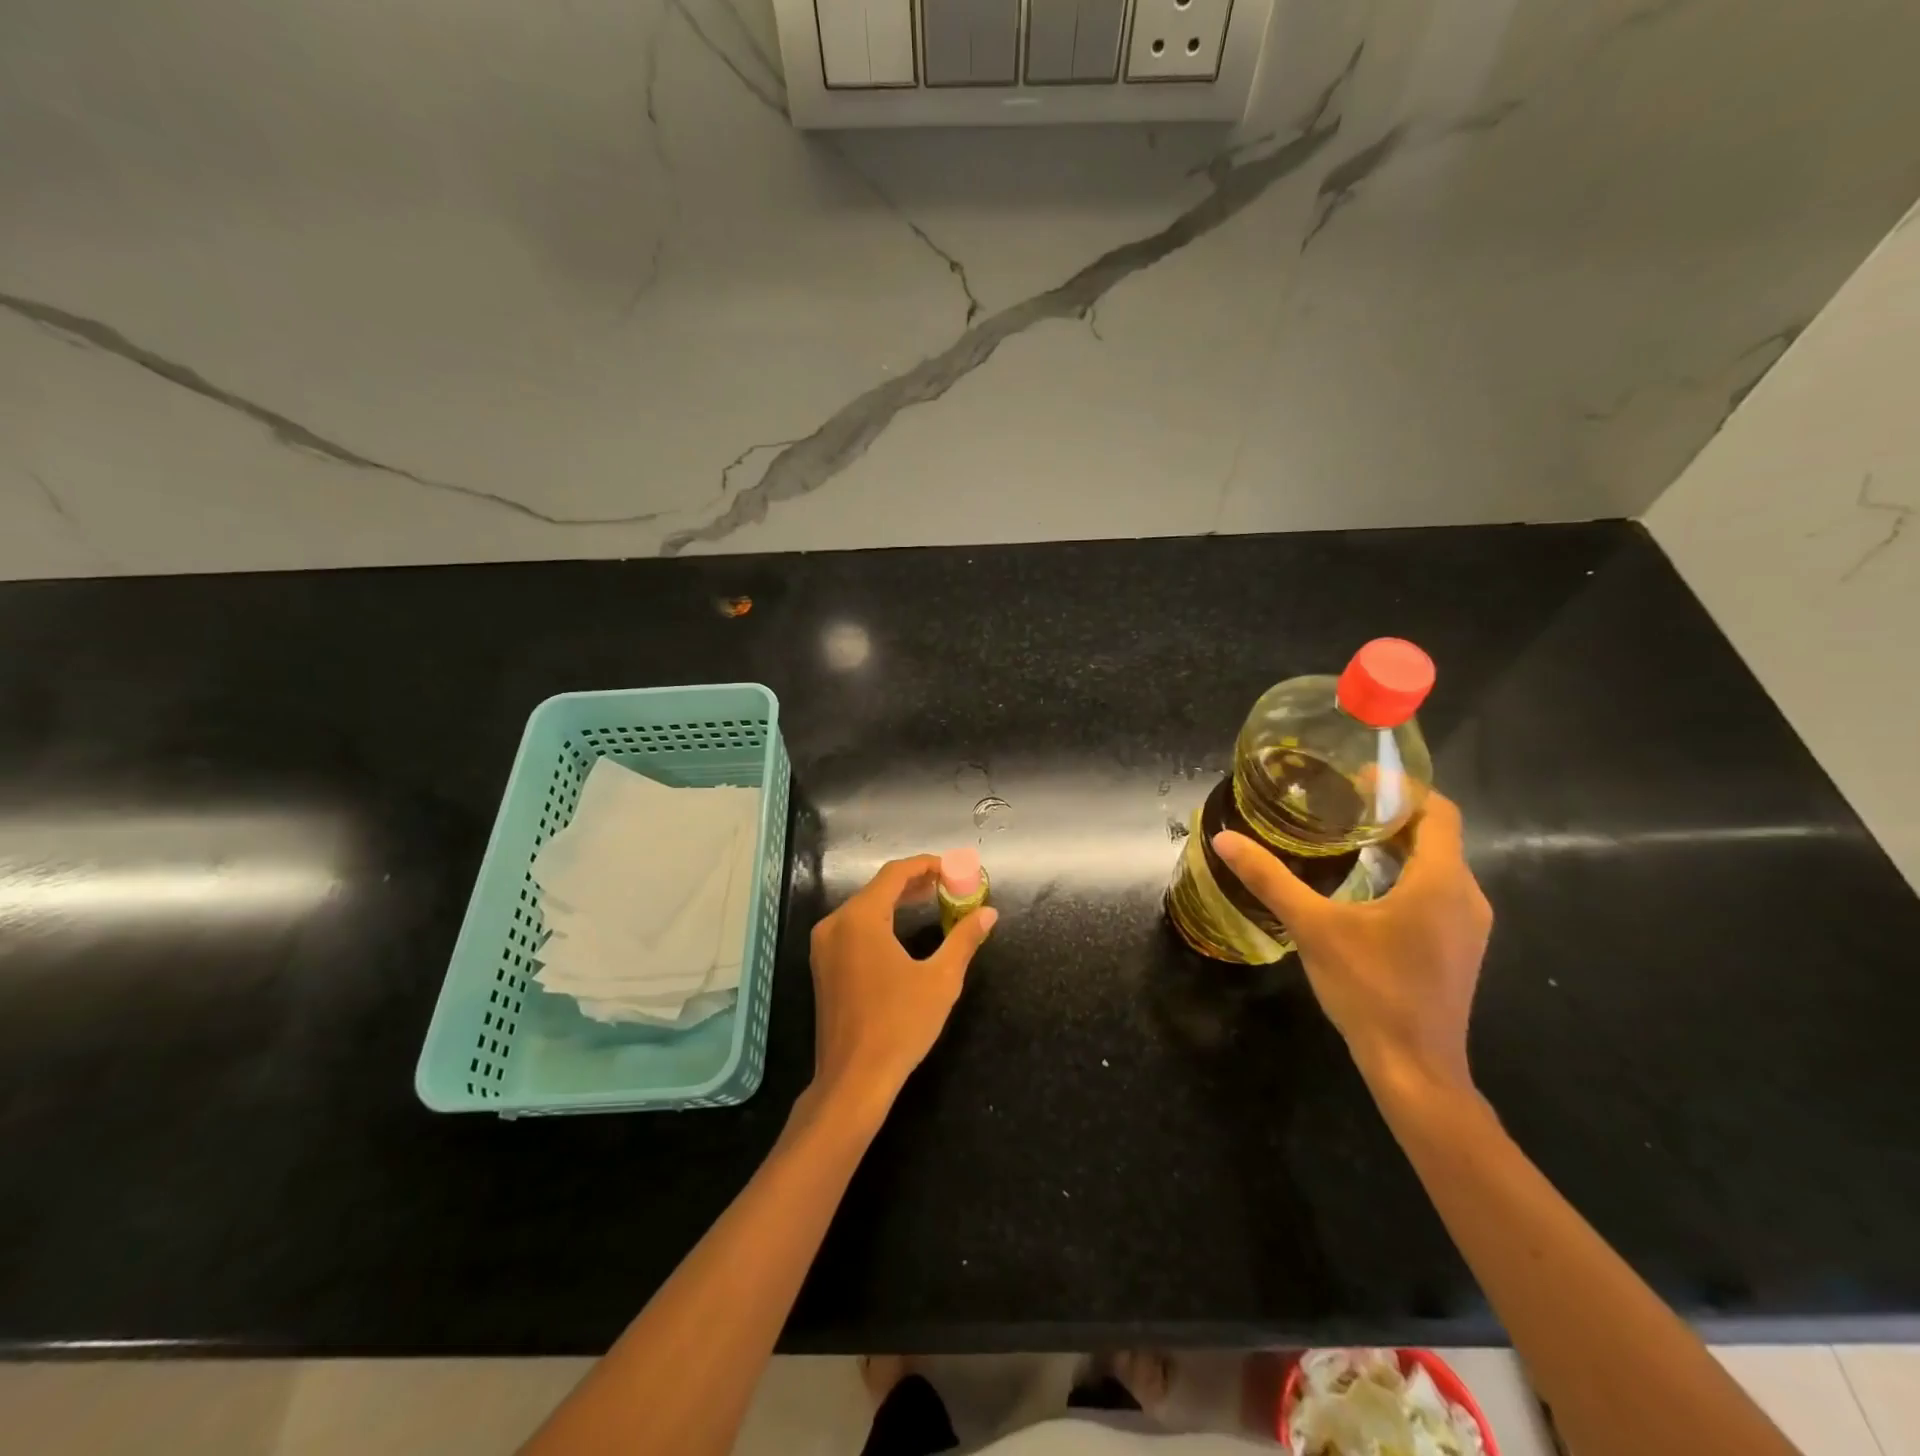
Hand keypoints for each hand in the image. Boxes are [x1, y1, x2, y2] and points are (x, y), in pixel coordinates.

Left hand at [807, 856, 997, 1113]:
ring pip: (864, 907)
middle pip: (878, 887)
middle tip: (949, 884)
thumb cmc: (899, 1025)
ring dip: (897, 901)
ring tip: (933, 901)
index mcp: (860, 919)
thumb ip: (964, 939)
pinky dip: (880, 920)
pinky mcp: (823, 965)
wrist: (854, 1080)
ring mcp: (824, 945)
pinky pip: (854, 927)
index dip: (926, 865)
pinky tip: (903, 929)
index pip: (894, 874)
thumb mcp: (940, 980)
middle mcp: (835, 924)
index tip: (954, 869)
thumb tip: (989, 913)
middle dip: (914, 882)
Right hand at [1213, 792, 1489, 1095]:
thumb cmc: (1370, 989)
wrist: (1415, 1068)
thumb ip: (1270, 880)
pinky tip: (1365, 886)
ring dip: (1399, 844)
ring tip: (1348, 836)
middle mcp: (1465, 896)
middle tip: (1340, 803)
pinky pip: (1437, 891)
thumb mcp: (1313, 928)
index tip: (1357, 778)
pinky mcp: (1458, 948)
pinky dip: (1406, 873)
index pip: (1438, 811)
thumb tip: (1225, 840)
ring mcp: (1467, 926)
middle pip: (1438, 835)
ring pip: (1438, 865)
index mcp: (1440, 882)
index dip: (1402, 787)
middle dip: (1392, 814)